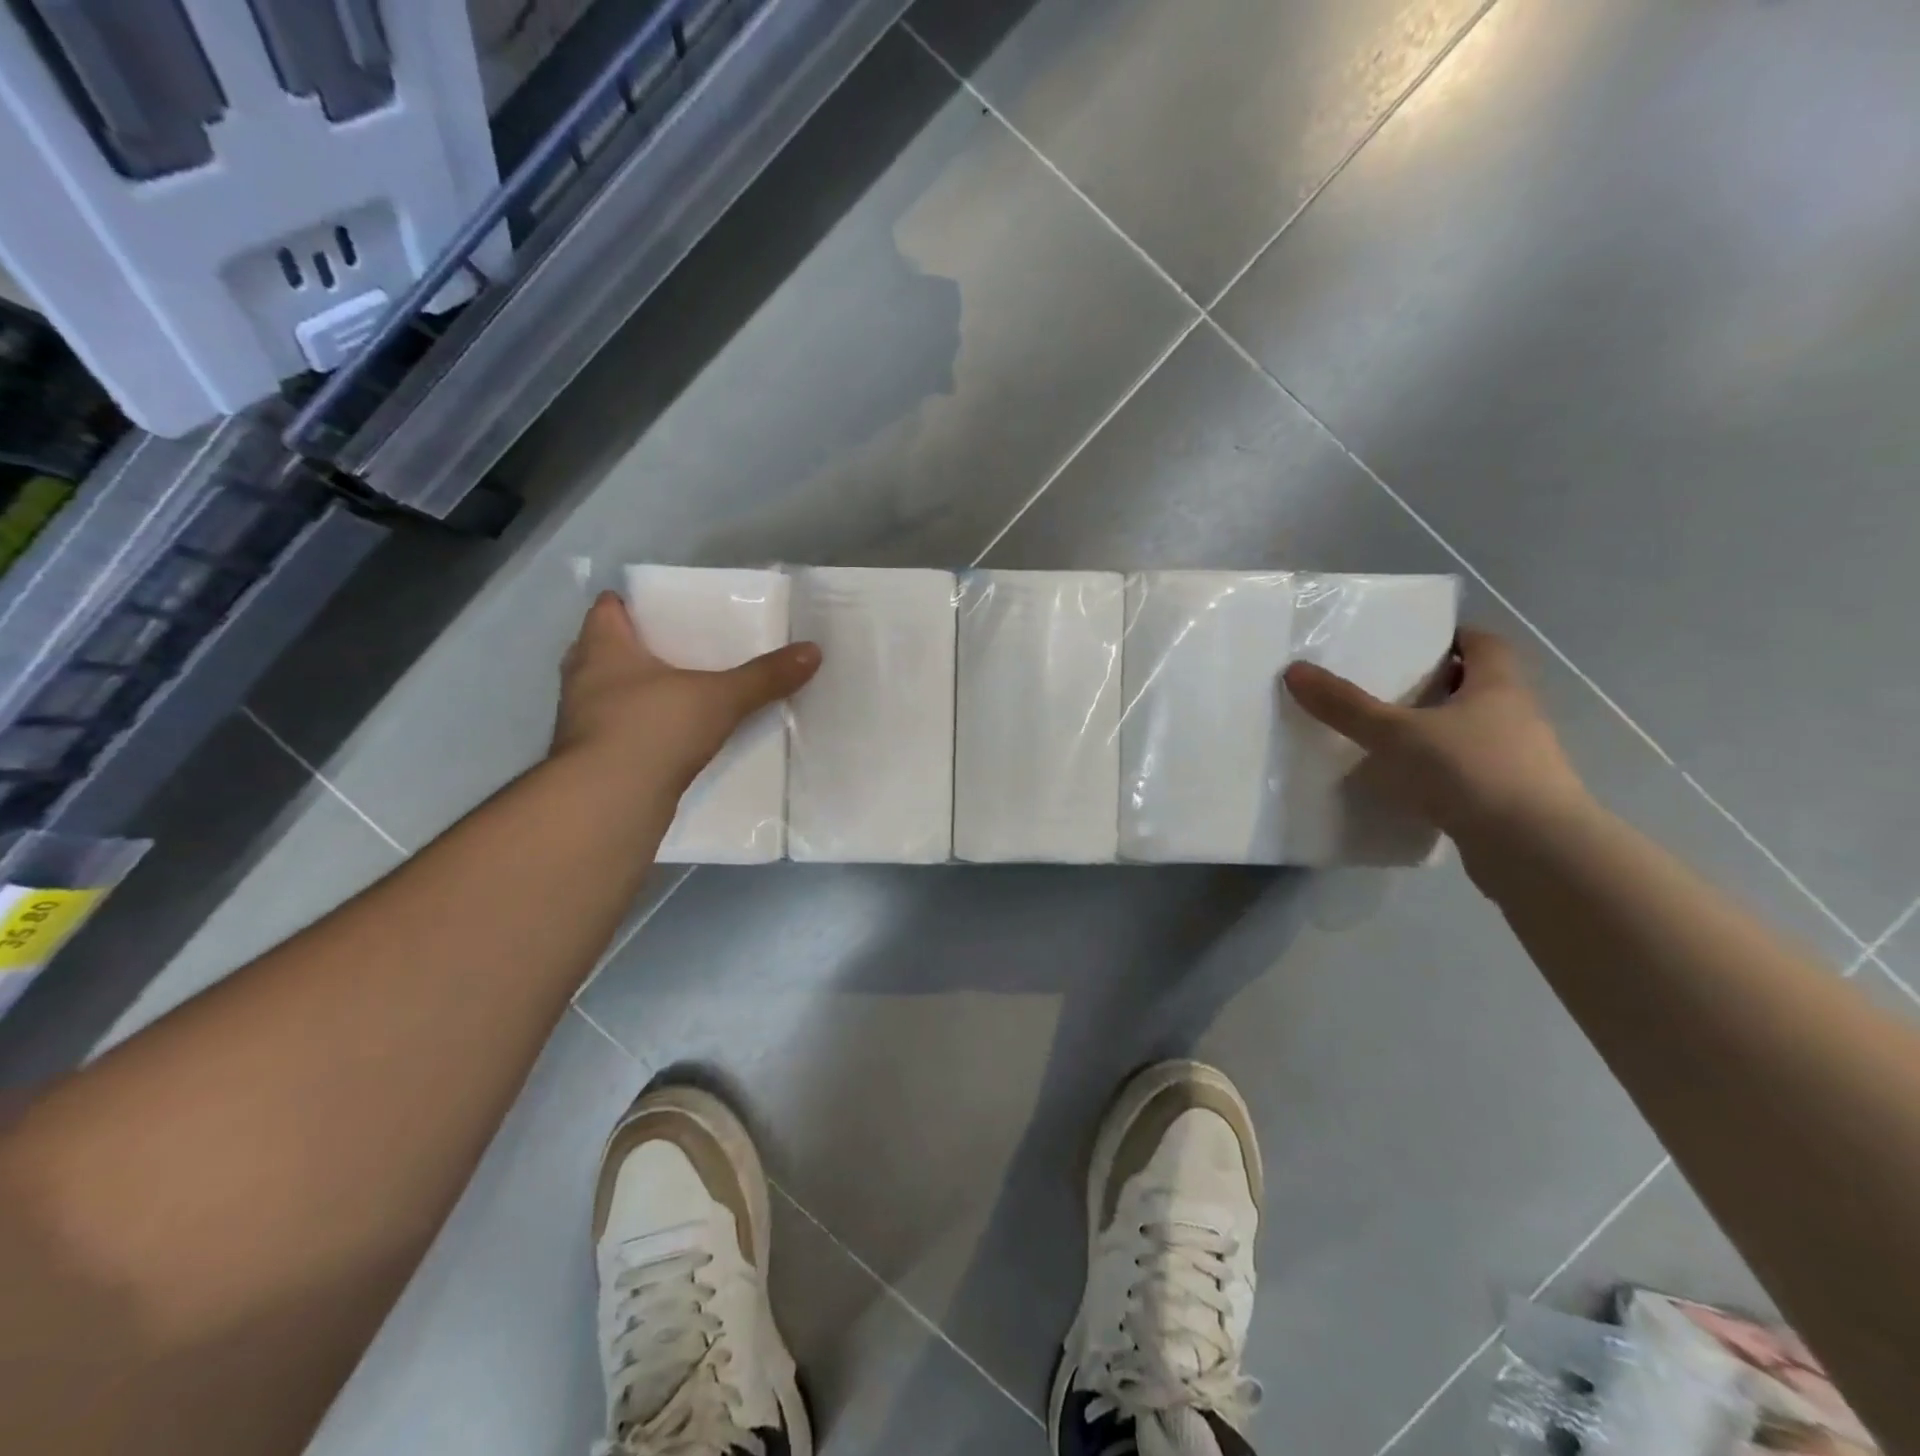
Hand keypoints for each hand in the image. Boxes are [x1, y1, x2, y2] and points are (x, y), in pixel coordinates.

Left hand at [552, 592, 820, 797]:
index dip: (631, 603)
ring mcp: (581, 721)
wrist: (609, 802)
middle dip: (635, 647)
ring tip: (677, 690)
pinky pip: (615, 729)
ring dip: (634, 690)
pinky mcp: (590, 758)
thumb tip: (813, 651)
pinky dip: (637, 728)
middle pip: (603, 649)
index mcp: (602, 647)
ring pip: (607, 692)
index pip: (606, 608)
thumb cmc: (654, 729)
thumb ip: (764, 676)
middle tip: (678, 647)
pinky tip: (668, 736)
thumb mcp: (720, 698)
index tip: (663, 608)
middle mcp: (582, 677)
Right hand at [1282, 627, 1590, 849]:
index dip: (1452, 636)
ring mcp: (1517, 762)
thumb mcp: (1396, 734)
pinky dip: (1439, 774)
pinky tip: (1404, 787)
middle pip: (1476, 687)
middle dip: (1435, 685)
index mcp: (1499, 687)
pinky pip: (1467, 774)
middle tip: (1384, 689)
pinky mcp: (1508, 801)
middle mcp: (1515, 717)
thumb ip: (1346, 706)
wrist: (1535, 852)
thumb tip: (1294, 670)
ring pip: (1471, 733)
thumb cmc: (1471, 772)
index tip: (1413, 642)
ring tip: (1385, 739)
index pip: (1484, 643)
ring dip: (1435, 733)